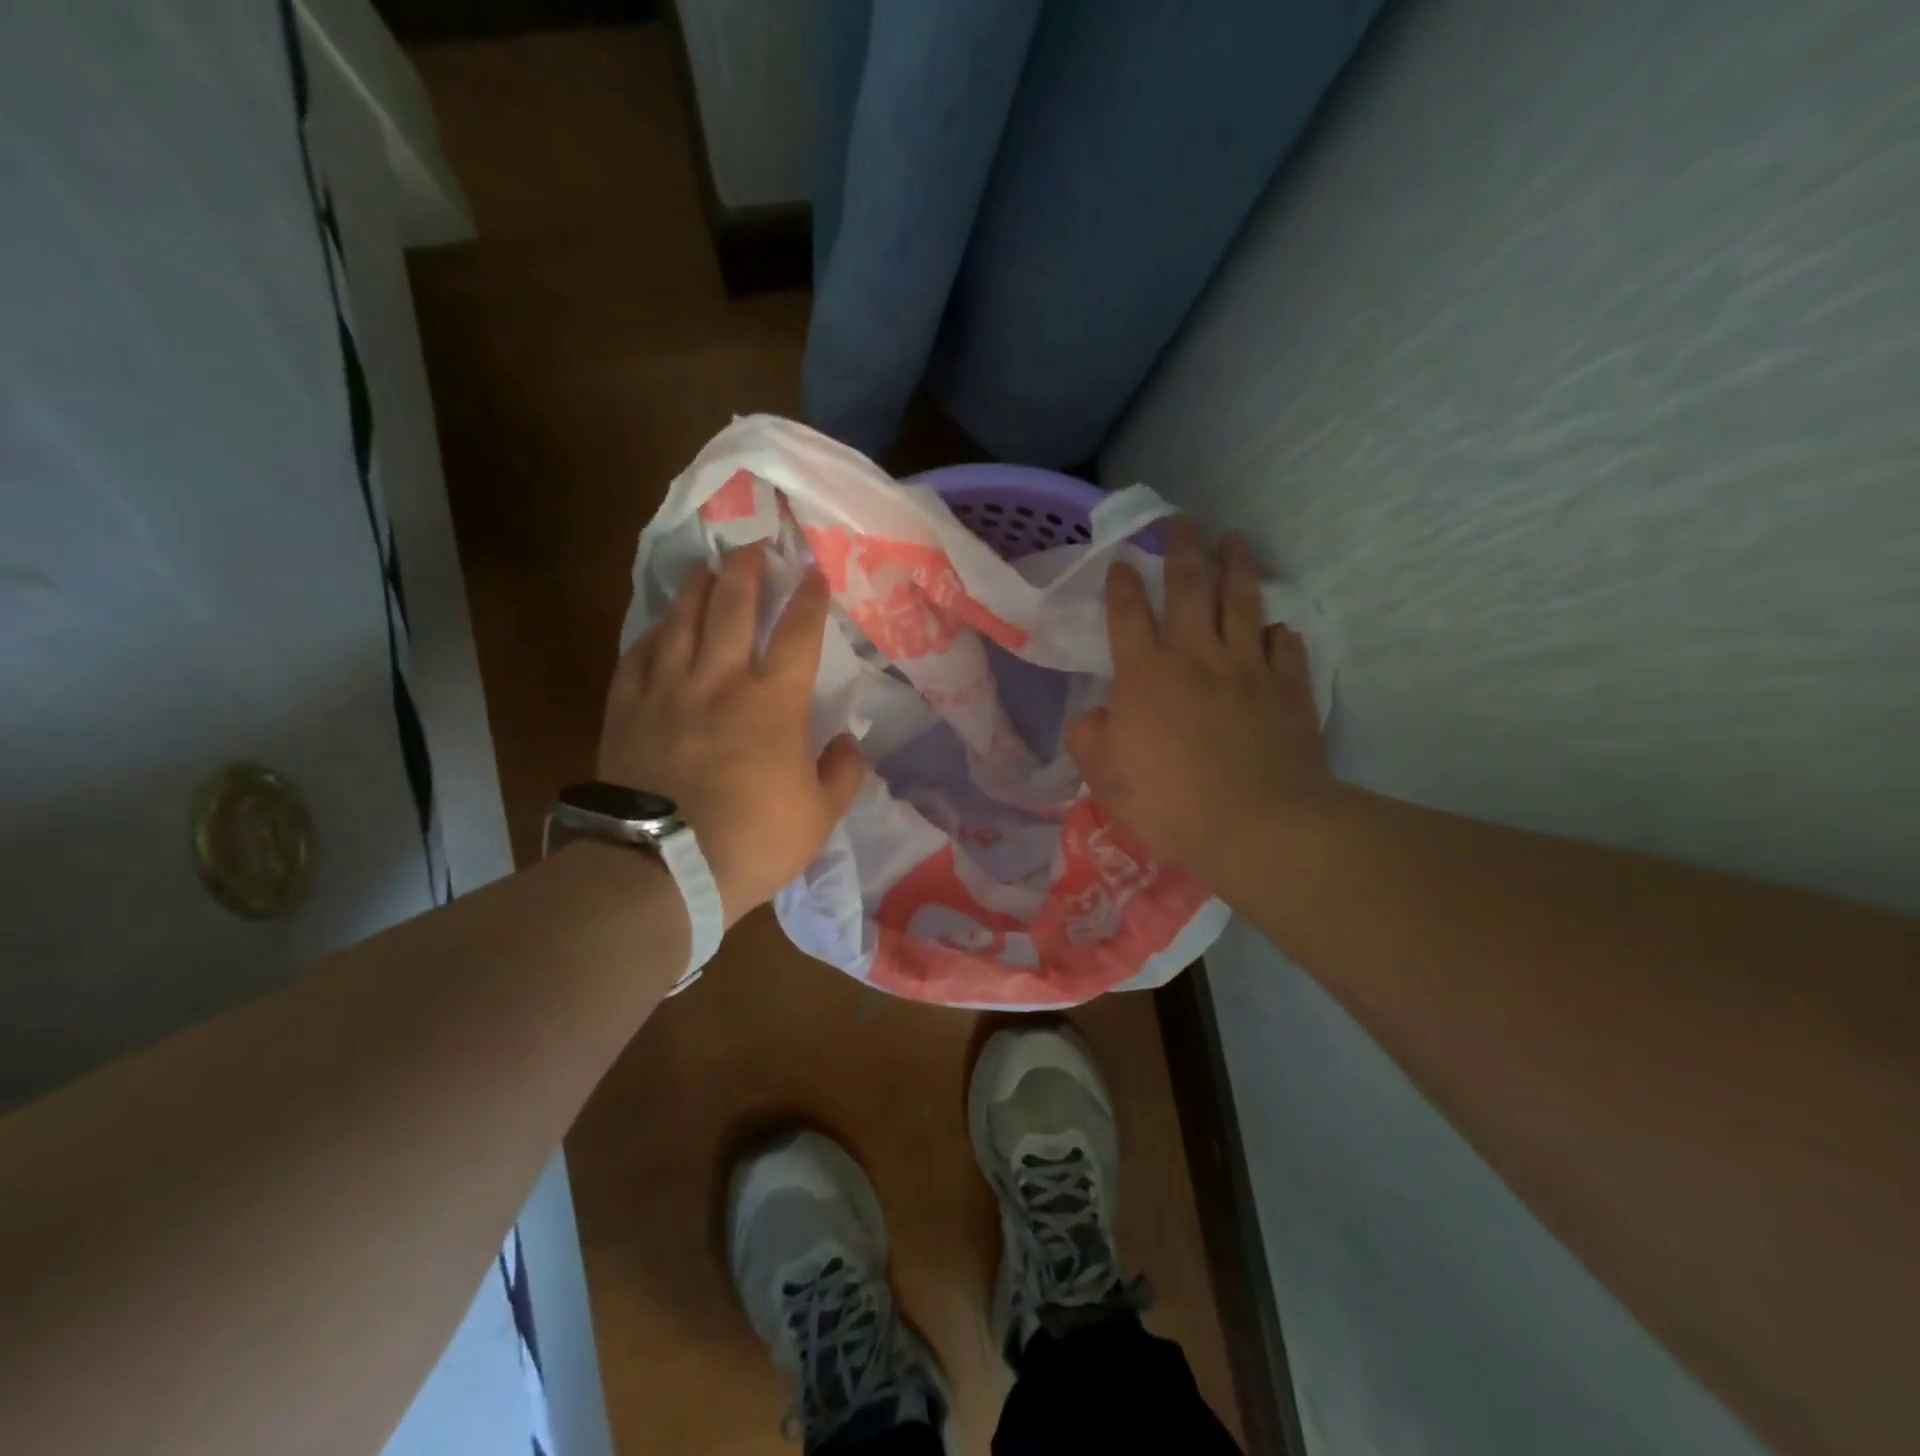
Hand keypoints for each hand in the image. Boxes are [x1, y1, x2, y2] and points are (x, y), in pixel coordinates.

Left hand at [597, 544, 864, 926]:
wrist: (663, 868)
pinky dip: (652, 634)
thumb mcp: (820, 816)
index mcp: (774, 701)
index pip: (798, 633)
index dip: (809, 598)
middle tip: (753, 546)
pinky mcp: (626, 708)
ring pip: (682, 620)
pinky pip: (638, 656)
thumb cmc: (752, 840)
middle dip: (747, 570)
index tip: (814, 574)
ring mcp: (668, 689)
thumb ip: (842, 773)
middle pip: (733, 606)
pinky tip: (659, 626)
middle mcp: (720, 680)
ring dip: (697, 588)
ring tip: (706, 569)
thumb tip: (848, 742)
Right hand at [1065, 520, 1331, 886]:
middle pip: (1189, 589)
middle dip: (1183, 550)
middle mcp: (1196, 657)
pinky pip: (1284, 648)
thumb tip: (1094, 718)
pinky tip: (1277, 626)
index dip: (1122, 586)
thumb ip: (1091, 741)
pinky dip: (1278, 633)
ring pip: (1242, 602)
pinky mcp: (1287, 688)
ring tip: (1236, 539)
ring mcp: (1247, 668)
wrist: (1256, 825)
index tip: (1121, 561)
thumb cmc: (1170, 803)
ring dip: (1237, 566)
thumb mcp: (1106, 780)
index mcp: (1145, 675)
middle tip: (1185, 520)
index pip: (1128, 616)